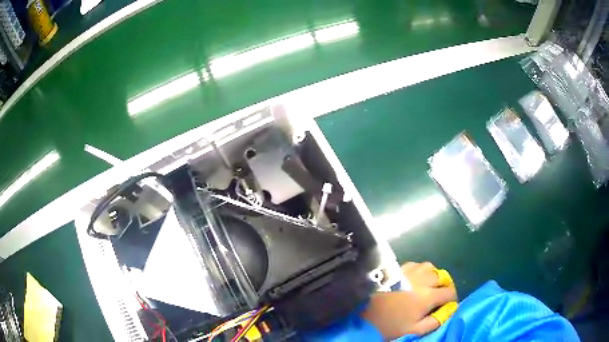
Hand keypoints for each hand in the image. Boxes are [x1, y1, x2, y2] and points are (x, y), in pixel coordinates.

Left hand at [360, 262, 457, 339]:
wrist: (361, 315)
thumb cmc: (389, 325)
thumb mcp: (413, 330)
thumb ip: (434, 322)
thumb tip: (448, 312)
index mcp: (428, 296)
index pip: (449, 293)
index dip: (452, 299)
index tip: (448, 305)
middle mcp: (422, 280)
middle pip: (442, 277)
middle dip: (445, 286)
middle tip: (440, 296)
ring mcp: (409, 272)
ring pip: (430, 267)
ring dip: (433, 276)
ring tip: (429, 286)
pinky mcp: (397, 269)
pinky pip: (416, 264)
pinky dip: (420, 270)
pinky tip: (415, 280)